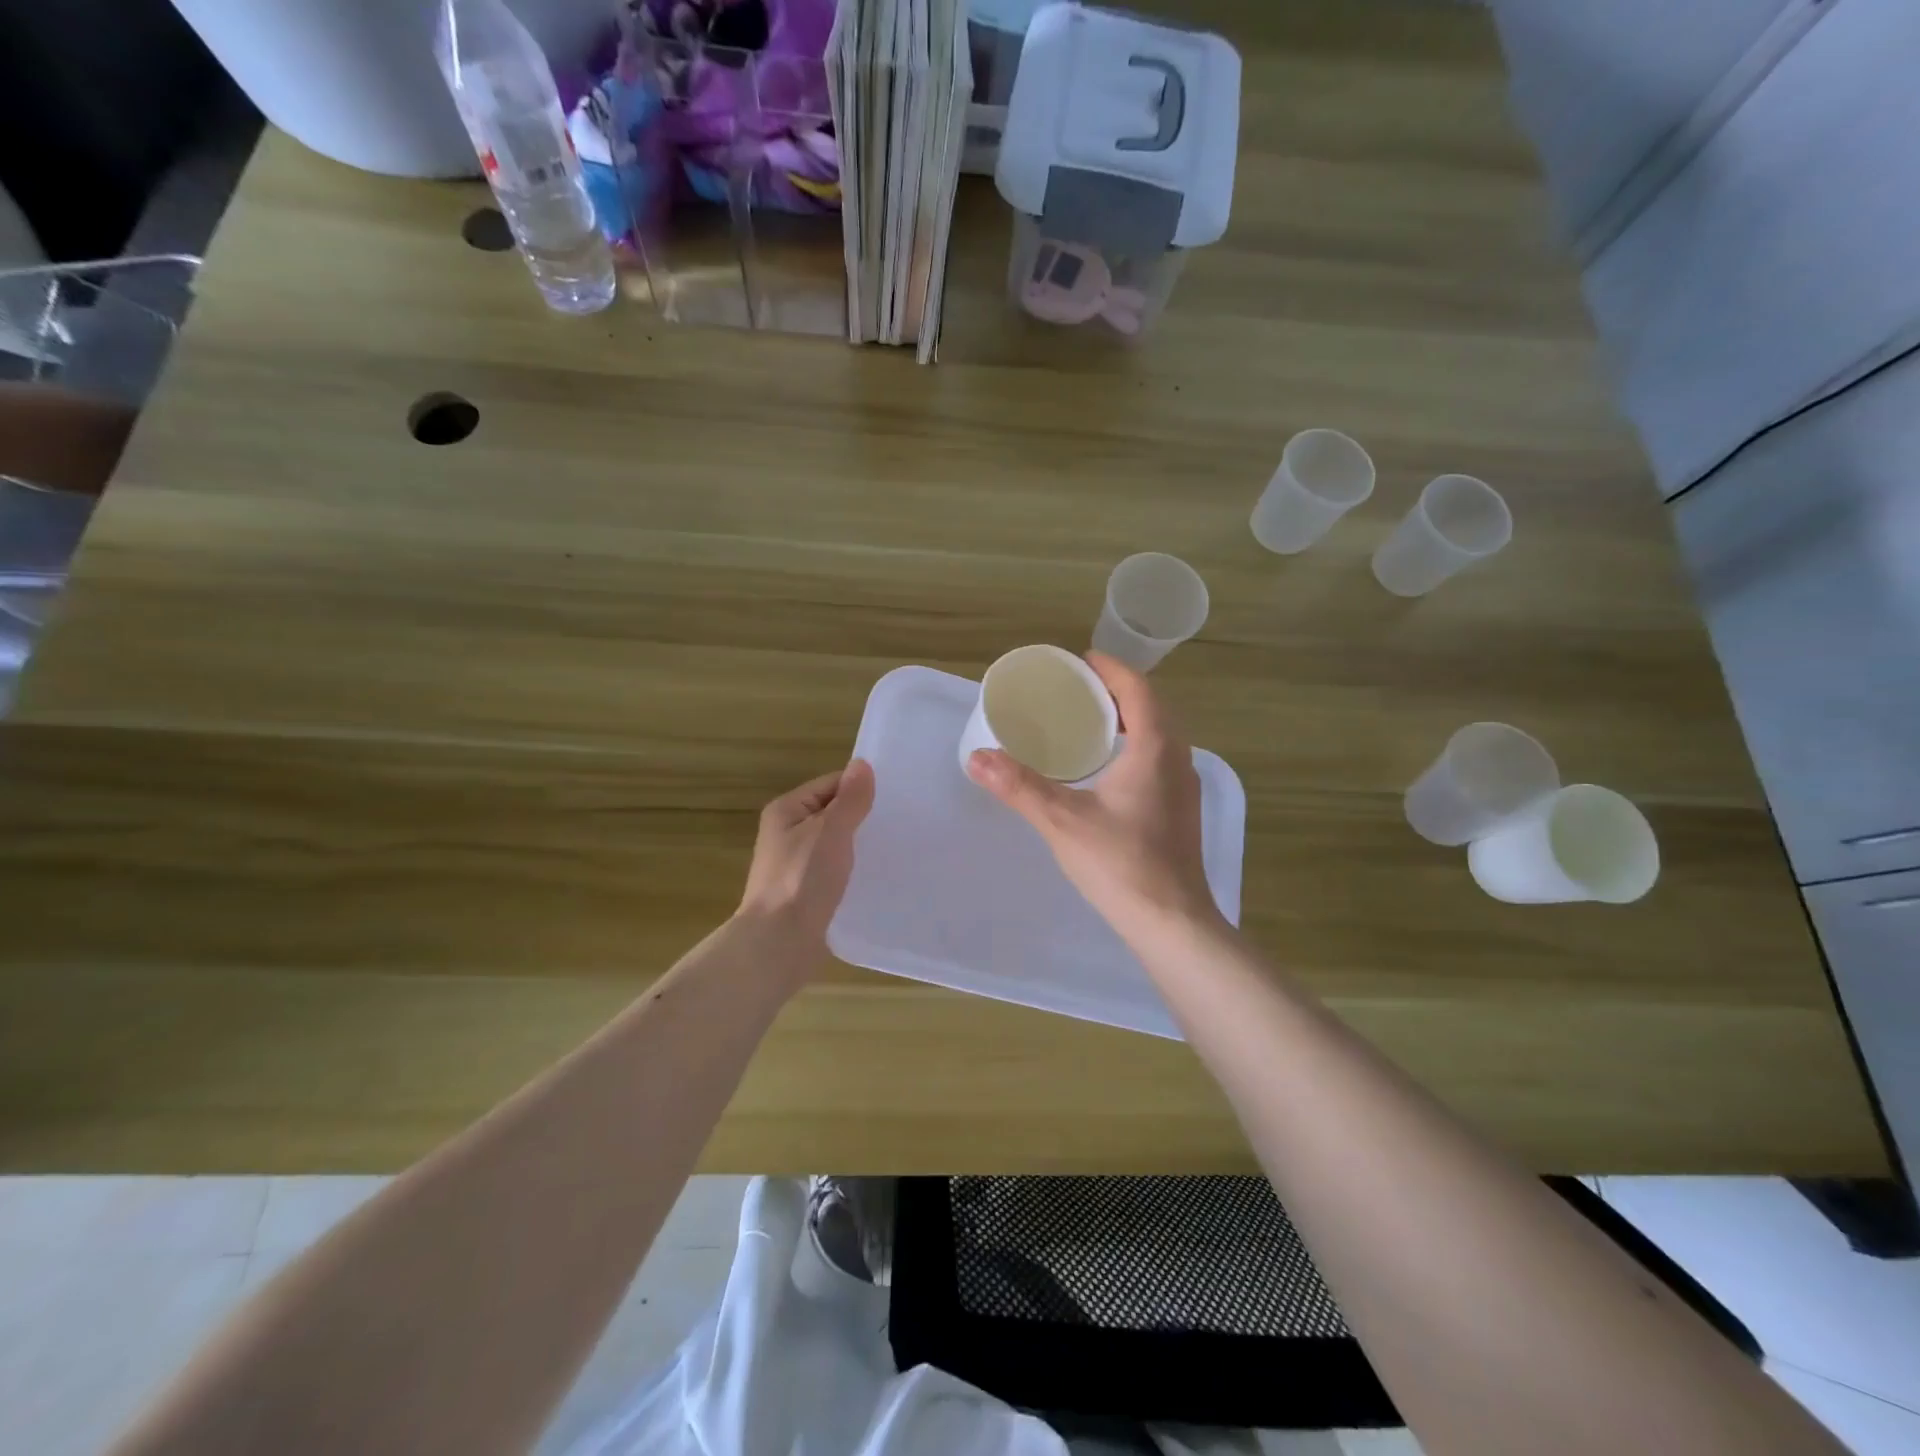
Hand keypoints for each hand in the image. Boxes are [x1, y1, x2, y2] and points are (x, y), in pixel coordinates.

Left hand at [736, 760, 876, 961]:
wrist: (779, 943)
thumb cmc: (803, 879)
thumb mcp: (831, 831)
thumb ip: (850, 799)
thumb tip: (862, 764)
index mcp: (786, 810)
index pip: (831, 784)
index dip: (860, 788)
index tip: (895, 798)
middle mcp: (787, 832)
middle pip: (832, 813)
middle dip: (862, 817)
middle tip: (900, 822)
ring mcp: (795, 864)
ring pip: (835, 843)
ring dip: (859, 845)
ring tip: (895, 847)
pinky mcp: (805, 891)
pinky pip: (834, 869)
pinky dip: (853, 869)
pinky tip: (876, 875)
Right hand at [966, 653, 1220, 939]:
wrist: (1172, 921)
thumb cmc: (1121, 864)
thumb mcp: (1062, 820)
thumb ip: (1019, 786)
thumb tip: (977, 757)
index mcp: (1155, 748)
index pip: (1138, 690)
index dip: (1112, 669)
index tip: (1083, 660)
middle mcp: (1177, 759)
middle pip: (1152, 707)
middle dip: (1119, 691)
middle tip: (1079, 689)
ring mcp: (1184, 787)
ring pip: (1161, 734)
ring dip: (1131, 719)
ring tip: (1091, 722)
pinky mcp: (1181, 811)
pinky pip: (1161, 758)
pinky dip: (1138, 745)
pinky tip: (1110, 768)